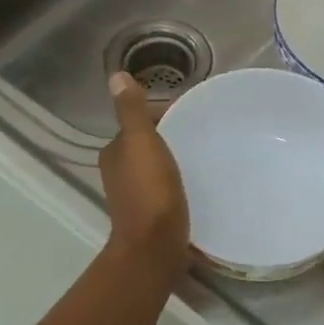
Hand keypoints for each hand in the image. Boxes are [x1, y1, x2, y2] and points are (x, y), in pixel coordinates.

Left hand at [99, 74, 188, 269]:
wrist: (155, 248)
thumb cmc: (150, 192)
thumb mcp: (141, 143)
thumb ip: (131, 111)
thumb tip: (116, 76)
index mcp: (115, 152)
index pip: (139, 121)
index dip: (162, 112)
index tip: (193, 110)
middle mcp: (120, 172)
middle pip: (148, 143)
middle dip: (172, 135)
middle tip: (206, 131)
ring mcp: (136, 195)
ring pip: (158, 165)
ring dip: (176, 158)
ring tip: (208, 153)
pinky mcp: (153, 214)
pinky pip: (167, 187)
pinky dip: (180, 180)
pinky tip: (201, 181)